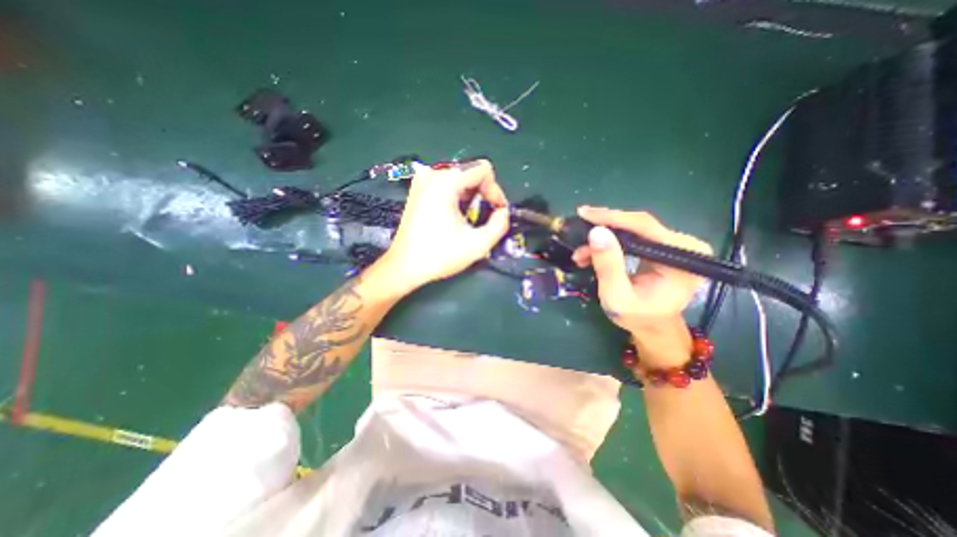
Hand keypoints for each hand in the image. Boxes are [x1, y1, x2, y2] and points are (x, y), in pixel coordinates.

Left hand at [378, 159, 506, 294]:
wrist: (405, 266)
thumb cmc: (439, 255)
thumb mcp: (478, 244)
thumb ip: (500, 224)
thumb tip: (504, 212)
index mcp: (446, 181)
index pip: (483, 170)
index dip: (495, 190)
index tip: (496, 212)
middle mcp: (432, 174)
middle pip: (471, 173)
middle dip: (484, 194)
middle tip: (485, 218)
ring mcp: (422, 180)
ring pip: (460, 179)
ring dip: (471, 197)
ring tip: (470, 220)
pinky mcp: (418, 189)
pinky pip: (447, 185)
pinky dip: (458, 197)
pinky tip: (456, 216)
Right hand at [570, 209, 712, 362]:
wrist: (652, 327)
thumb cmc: (637, 317)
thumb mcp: (617, 296)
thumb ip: (608, 265)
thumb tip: (596, 232)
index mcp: (682, 258)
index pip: (644, 227)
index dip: (612, 218)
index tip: (584, 213)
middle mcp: (683, 245)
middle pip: (638, 224)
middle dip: (604, 229)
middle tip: (577, 232)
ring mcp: (673, 245)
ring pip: (632, 229)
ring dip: (603, 239)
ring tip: (580, 253)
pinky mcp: (662, 247)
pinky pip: (632, 236)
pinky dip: (610, 244)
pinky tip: (592, 253)